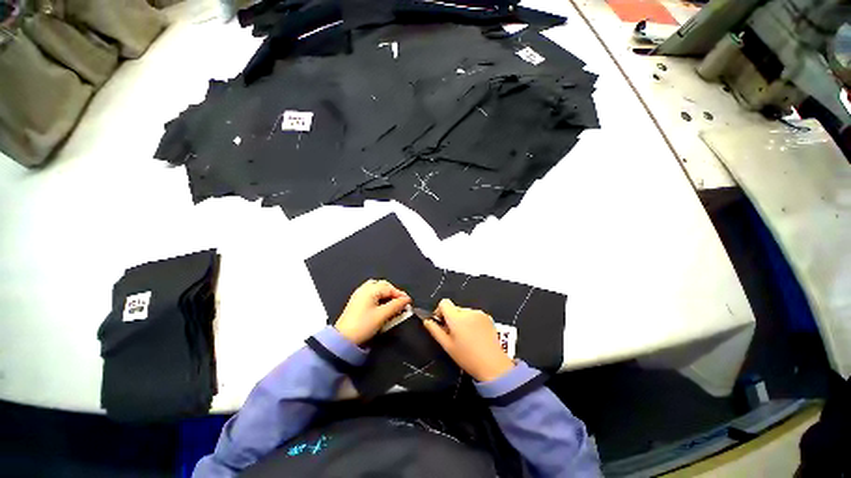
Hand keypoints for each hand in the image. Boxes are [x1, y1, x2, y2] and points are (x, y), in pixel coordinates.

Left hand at [334, 279, 410, 344]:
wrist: (343, 339)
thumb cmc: (364, 325)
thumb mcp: (382, 315)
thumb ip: (396, 305)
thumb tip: (406, 300)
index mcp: (370, 290)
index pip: (390, 288)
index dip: (400, 294)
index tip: (409, 302)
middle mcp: (364, 289)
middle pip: (383, 285)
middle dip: (393, 292)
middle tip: (401, 302)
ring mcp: (359, 294)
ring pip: (376, 288)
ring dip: (386, 293)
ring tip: (392, 302)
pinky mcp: (356, 301)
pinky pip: (371, 293)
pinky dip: (379, 296)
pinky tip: (382, 304)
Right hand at [422, 299, 514, 381]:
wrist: (493, 365)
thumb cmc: (467, 357)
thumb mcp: (447, 346)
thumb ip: (434, 330)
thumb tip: (426, 320)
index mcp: (456, 317)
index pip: (444, 302)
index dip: (440, 311)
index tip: (442, 324)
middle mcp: (468, 311)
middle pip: (454, 308)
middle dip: (452, 318)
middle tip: (454, 335)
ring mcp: (479, 313)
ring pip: (464, 312)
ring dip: (462, 320)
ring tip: (466, 337)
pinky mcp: (488, 317)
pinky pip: (474, 315)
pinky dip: (472, 321)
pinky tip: (476, 335)